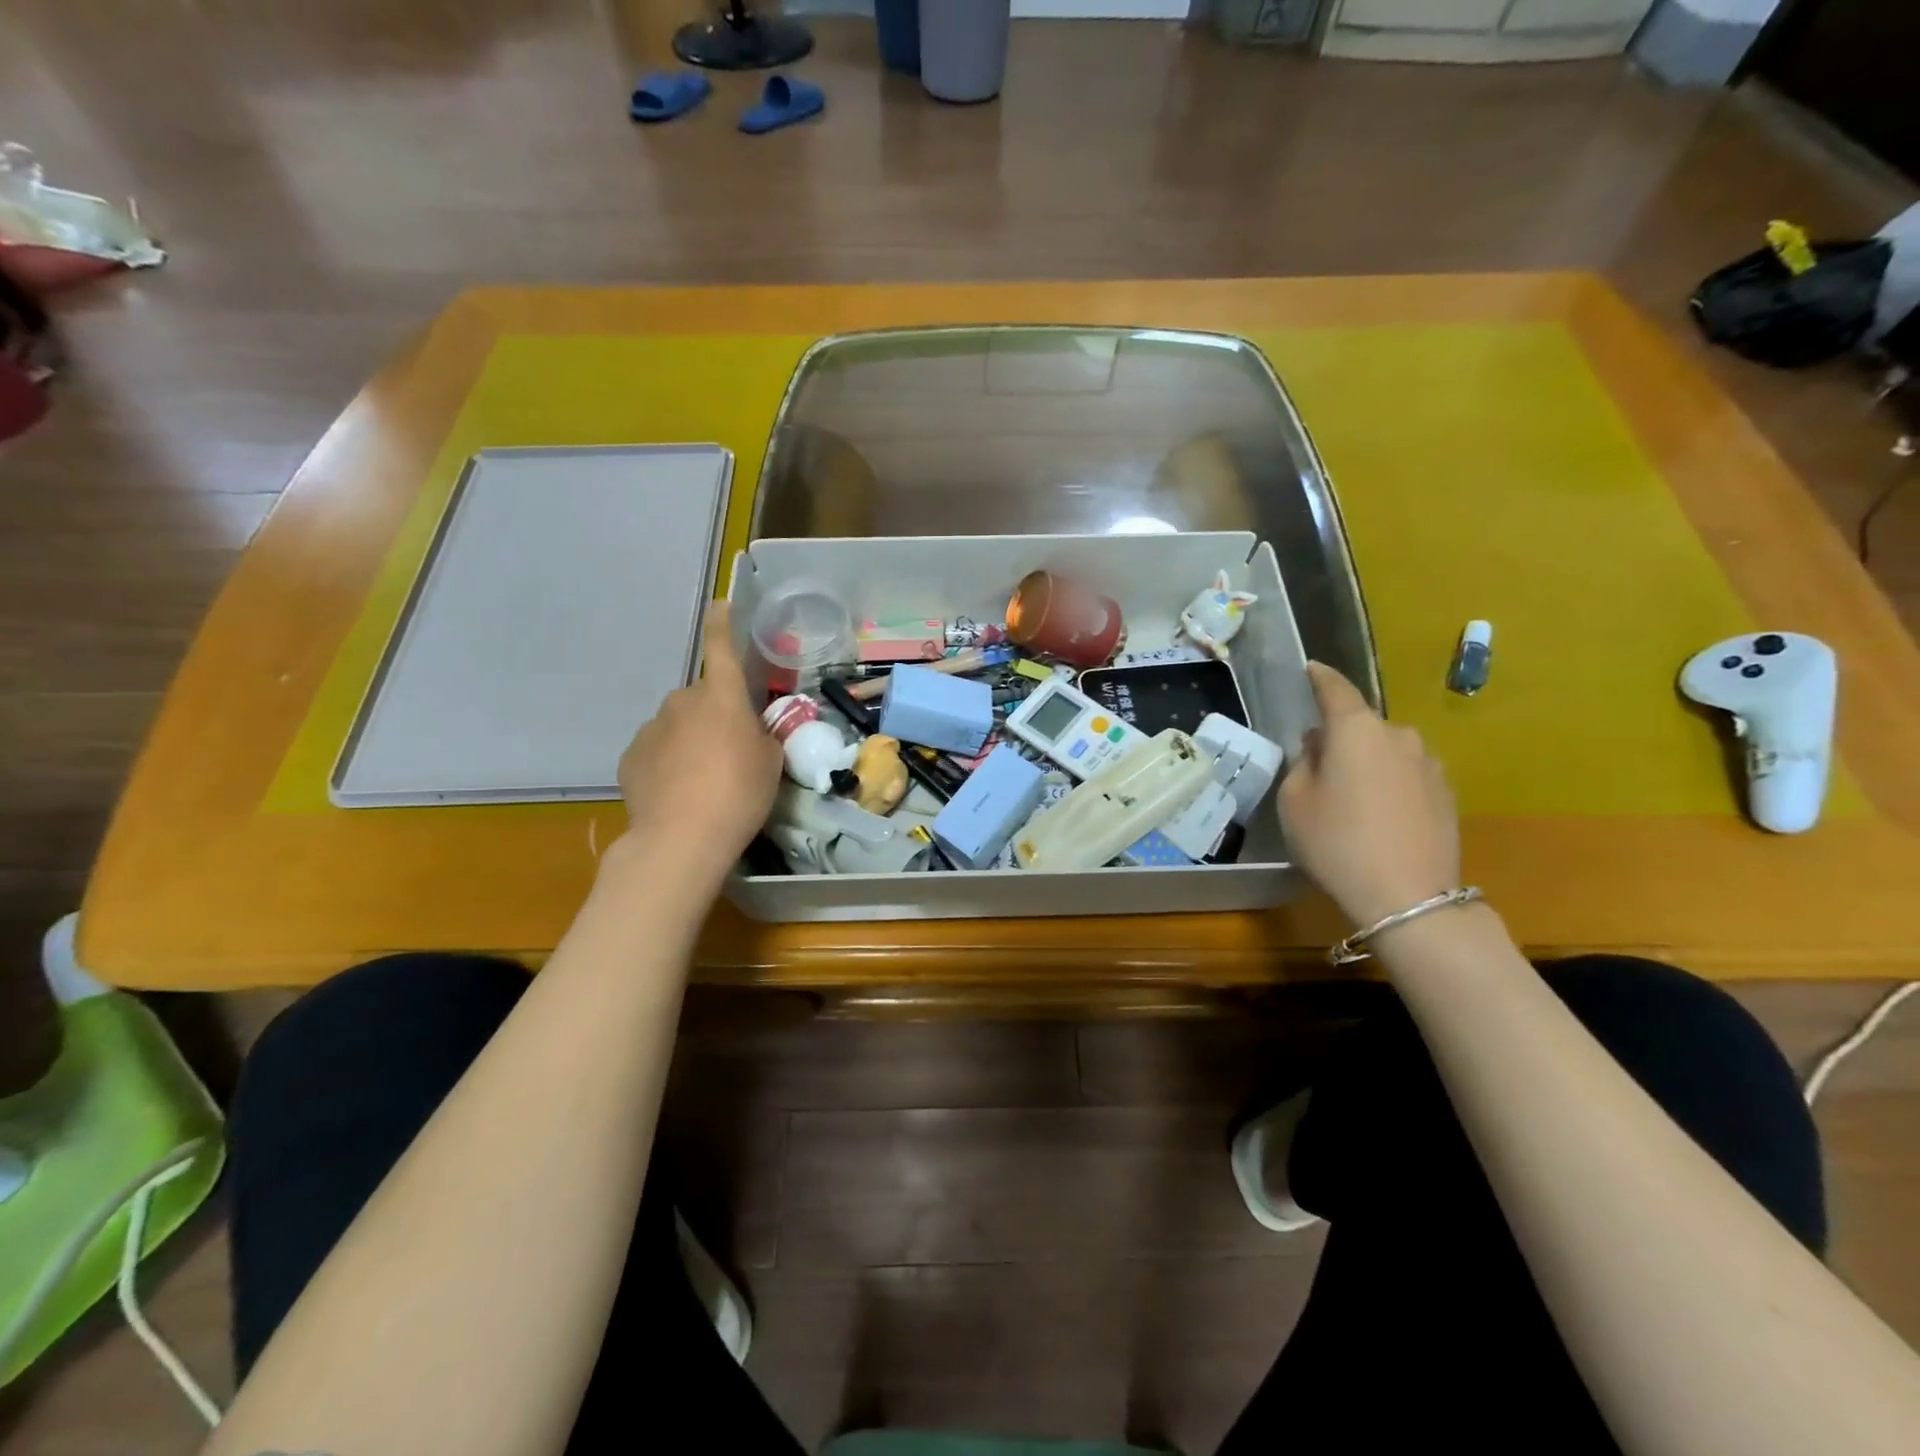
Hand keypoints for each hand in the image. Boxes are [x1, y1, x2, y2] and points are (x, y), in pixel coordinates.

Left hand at [613, 604, 781, 885]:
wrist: (681, 839)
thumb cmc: (739, 793)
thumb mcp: (771, 762)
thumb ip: (761, 735)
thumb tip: (747, 729)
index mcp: (721, 696)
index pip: (720, 647)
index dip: (723, 624)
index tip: (720, 604)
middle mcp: (682, 702)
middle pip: (702, 697)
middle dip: (714, 713)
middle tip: (731, 749)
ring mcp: (651, 729)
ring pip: (677, 724)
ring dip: (691, 739)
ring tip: (703, 779)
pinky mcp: (630, 757)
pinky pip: (657, 750)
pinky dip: (668, 762)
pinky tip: (678, 792)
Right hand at [1278, 662, 1461, 927]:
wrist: (1408, 896)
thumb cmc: (1337, 842)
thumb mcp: (1295, 801)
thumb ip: (1303, 763)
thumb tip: (1320, 748)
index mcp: (1357, 730)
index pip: (1336, 689)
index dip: (1320, 677)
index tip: (1310, 669)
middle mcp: (1398, 735)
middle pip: (1362, 725)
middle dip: (1340, 736)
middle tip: (1318, 764)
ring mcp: (1429, 763)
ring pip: (1386, 750)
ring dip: (1367, 762)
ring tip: (1350, 797)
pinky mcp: (1446, 793)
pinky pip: (1407, 774)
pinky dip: (1389, 783)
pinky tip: (1378, 815)